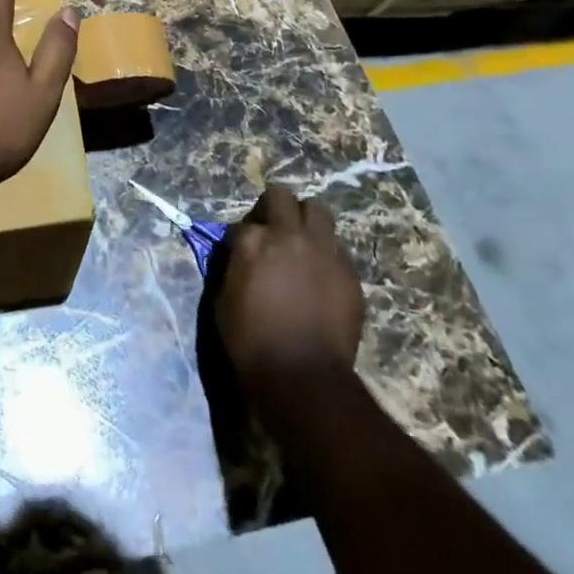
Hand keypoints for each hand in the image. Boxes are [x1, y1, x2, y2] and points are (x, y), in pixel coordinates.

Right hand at [216, 185, 365, 389]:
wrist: (303, 377)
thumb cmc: (251, 342)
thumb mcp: (224, 300)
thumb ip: (234, 266)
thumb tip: (240, 255)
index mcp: (253, 241)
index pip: (245, 222)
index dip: (244, 236)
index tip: (244, 251)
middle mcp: (288, 236)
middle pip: (282, 197)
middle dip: (275, 207)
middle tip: (273, 229)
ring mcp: (323, 252)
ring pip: (318, 211)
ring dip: (307, 221)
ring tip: (302, 244)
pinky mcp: (349, 273)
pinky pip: (338, 249)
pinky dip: (327, 255)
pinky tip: (321, 277)